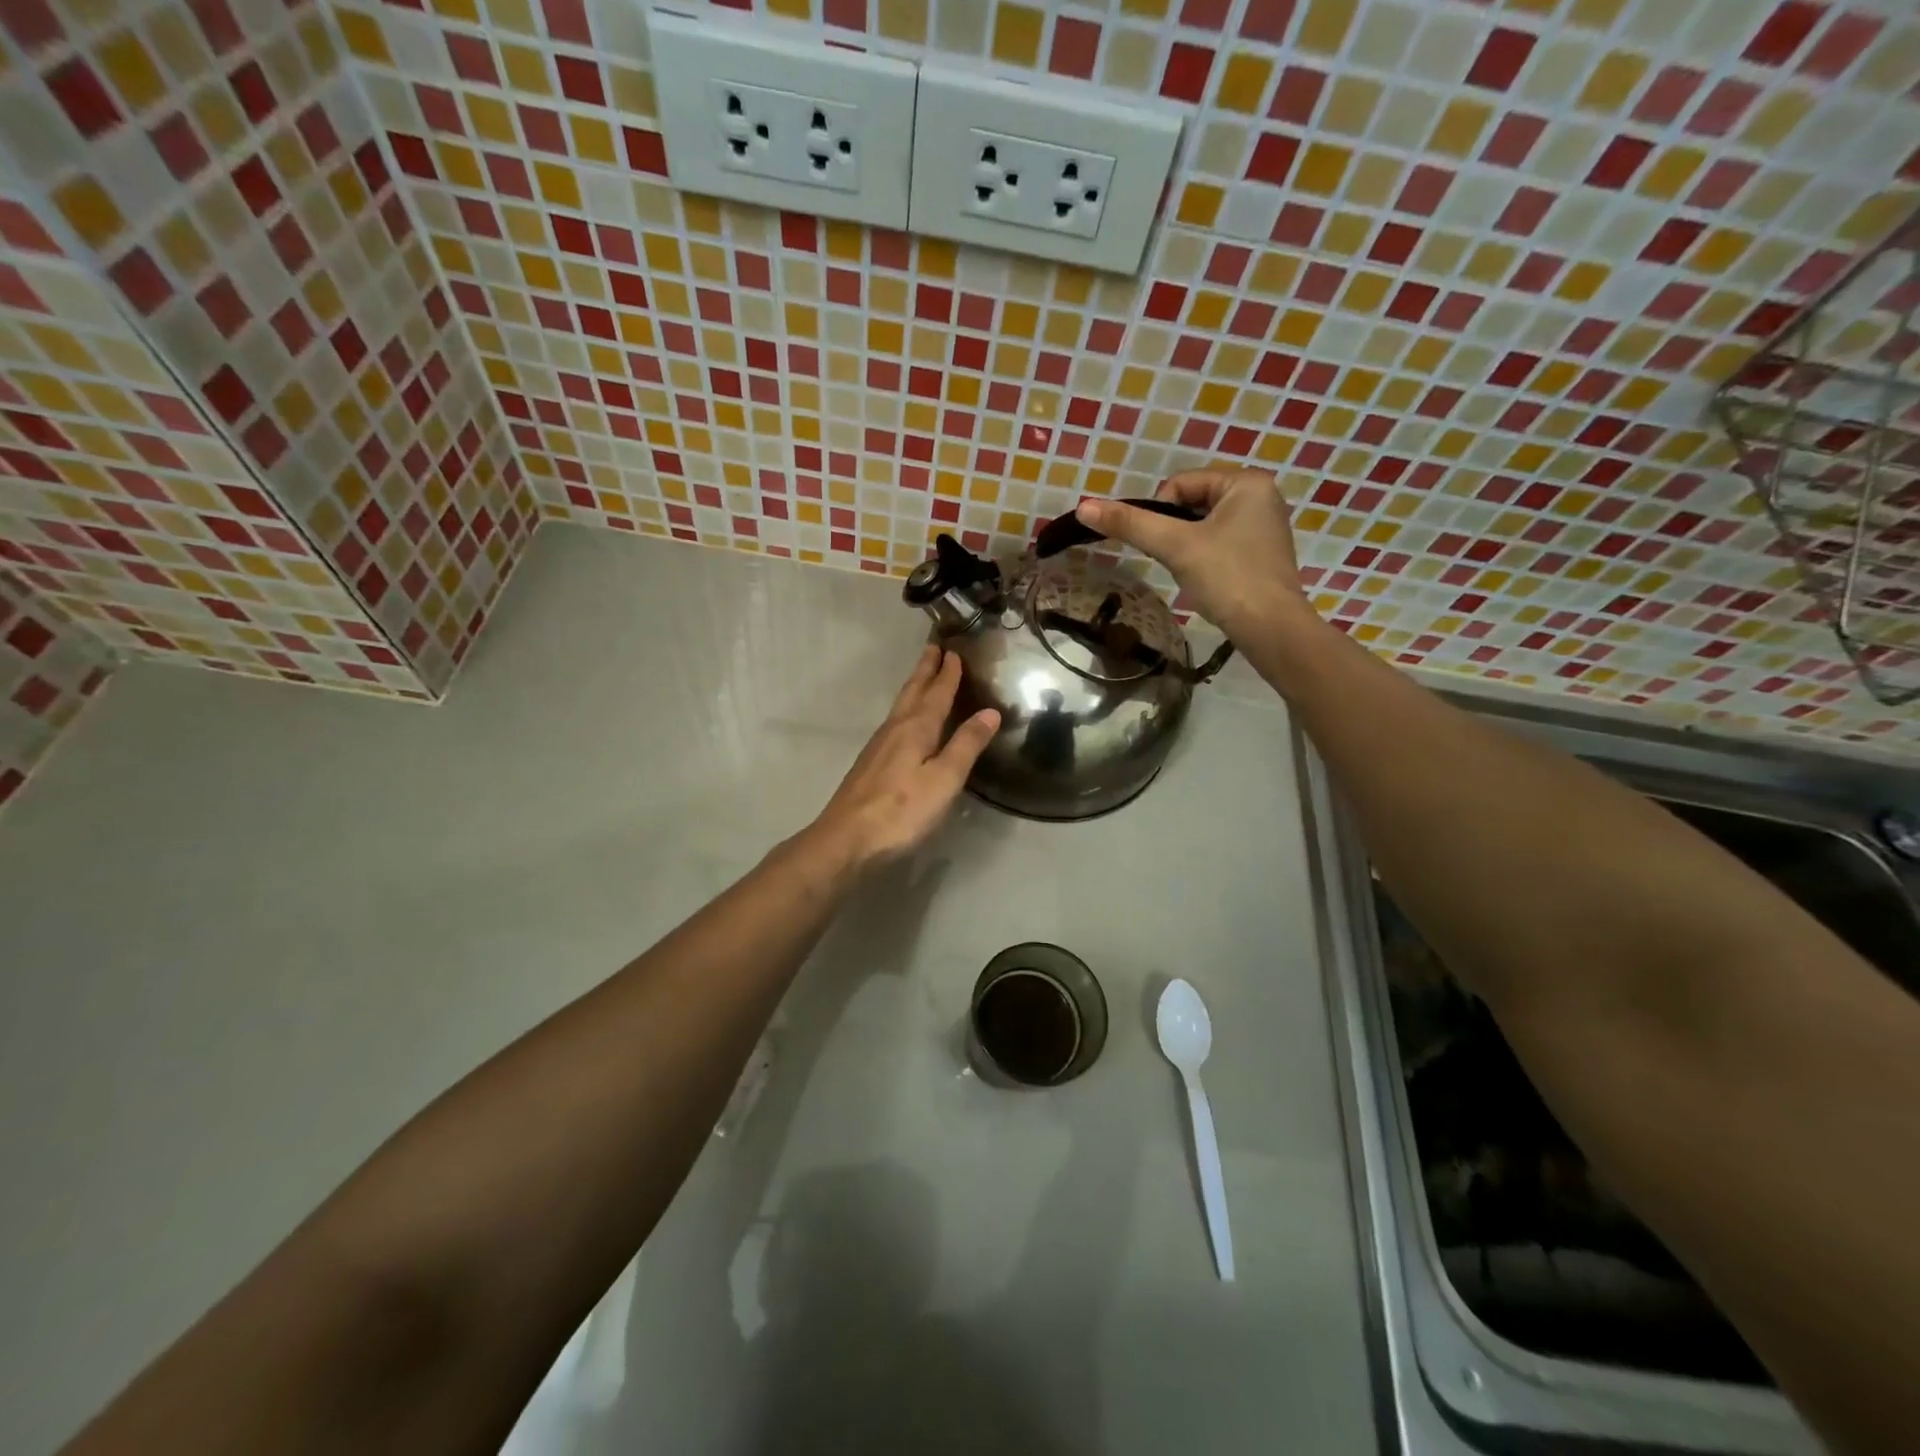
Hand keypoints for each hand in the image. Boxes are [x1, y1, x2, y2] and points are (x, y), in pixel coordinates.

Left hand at [810, 646, 999, 870]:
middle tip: (933, 648)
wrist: (846, 840)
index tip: (954, 651)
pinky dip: (906, 711)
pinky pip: (894, 724)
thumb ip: (966, 745)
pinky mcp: (870, 765)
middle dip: (925, 671)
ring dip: (914, 688)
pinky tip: (906, 723)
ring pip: (900, 707)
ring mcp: (878, 747)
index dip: (947, 674)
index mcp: (915, 729)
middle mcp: (894, 730)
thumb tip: (989, 711)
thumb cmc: (902, 811)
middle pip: (912, 693)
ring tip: (924, 678)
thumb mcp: (944, 779)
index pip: (936, 694)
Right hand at [1075, 470, 1313, 645]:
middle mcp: (1261, 496)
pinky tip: (1208, 581)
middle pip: (1192, 503)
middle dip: (1174, 531)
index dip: (1159, 513)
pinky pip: (1220, 543)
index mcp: (1246, 482)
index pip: (1180, 483)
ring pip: (1204, 525)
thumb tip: (1083, 506)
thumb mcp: (1174, 546)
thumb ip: (1130, 524)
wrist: (1271, 629)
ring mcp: (1264, 526)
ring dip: (1187, 546)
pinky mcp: (1262, 554)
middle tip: (1174, 560)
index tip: (1163, 545)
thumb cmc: (1227, 578)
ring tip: (1191, 572)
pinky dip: (1204, 558)